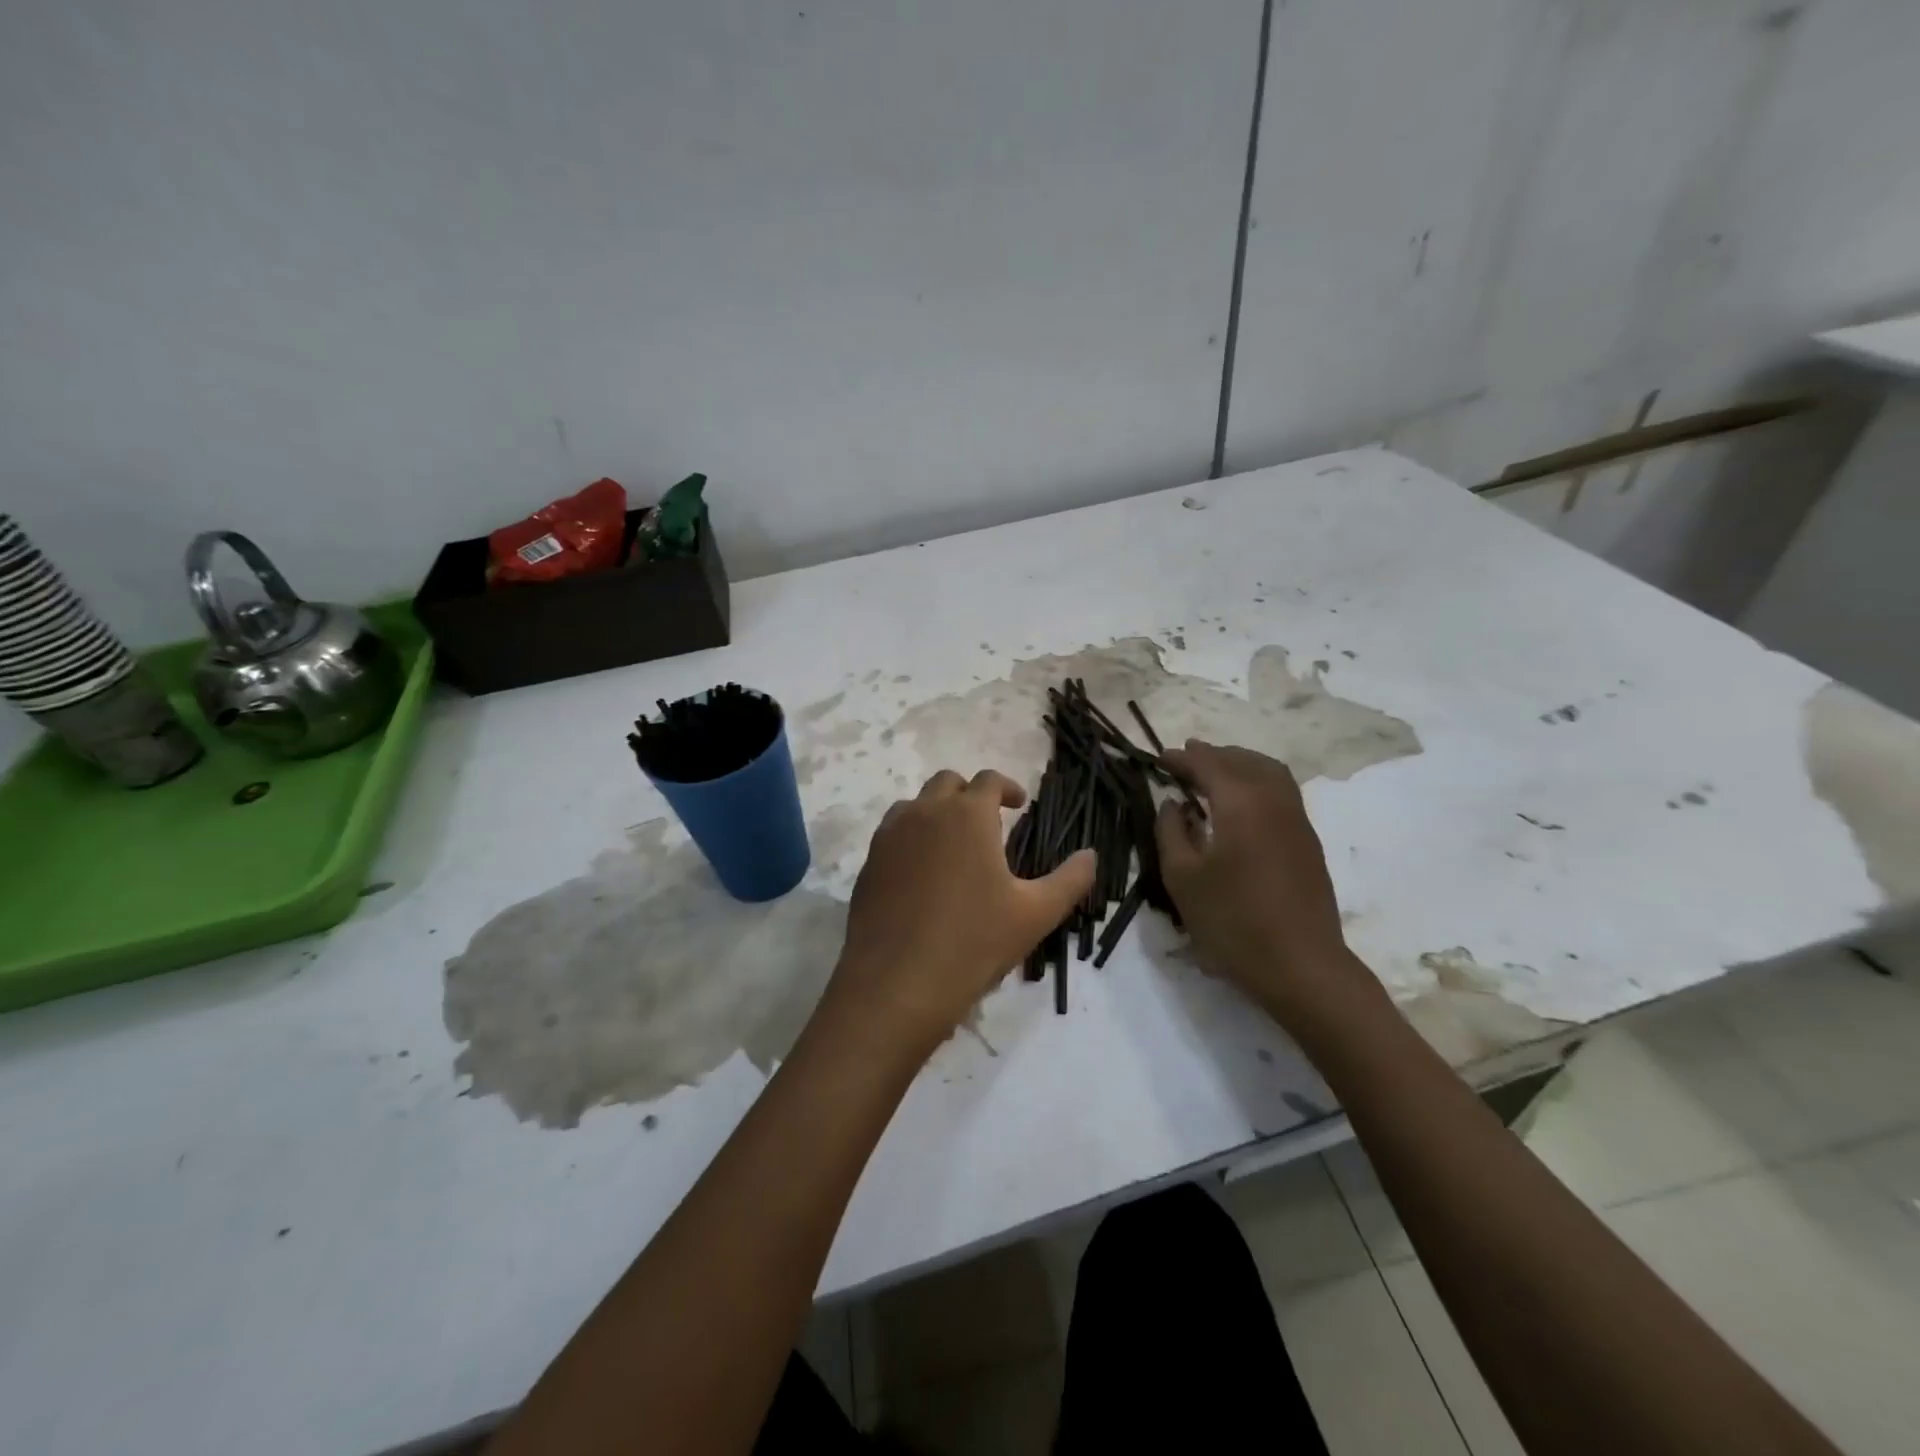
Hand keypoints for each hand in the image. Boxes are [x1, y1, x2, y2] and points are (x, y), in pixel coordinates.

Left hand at [825, 769, 1096, 1056]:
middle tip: (988, 822)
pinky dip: (911, 839)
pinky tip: (922, 875)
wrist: (896, 984)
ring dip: (937, 813)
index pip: (988, 780)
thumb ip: (1070, 879)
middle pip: (947, 782)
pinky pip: (892, 835)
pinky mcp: (868, 863)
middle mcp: (925, 812)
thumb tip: (1091, 855)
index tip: (1018, 805)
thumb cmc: (973, 942)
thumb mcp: (1035, 914)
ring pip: (915, 805)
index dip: (1007, 787)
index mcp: (967, 815)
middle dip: (969, 794)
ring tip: (953, 846)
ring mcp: (890, 836)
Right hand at [1155, 741, 1382, 1033]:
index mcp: (1241, 803)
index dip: (1181, 758)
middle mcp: (1273, 800)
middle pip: (1242, 761)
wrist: (1301, 965)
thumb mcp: (1183, 878)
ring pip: (1269, 771)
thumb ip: (1171, 832)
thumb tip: (1174, 804)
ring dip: (1239, 763)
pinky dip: (1257, 781)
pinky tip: (1241, 802)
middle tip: (1184, 758)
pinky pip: (1281, 791)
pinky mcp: (1307, 841)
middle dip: (1212, 755)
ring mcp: (1297, 820)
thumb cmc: (1232, 921)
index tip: (1159, 757)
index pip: (1207, 764)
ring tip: (1214, 771)